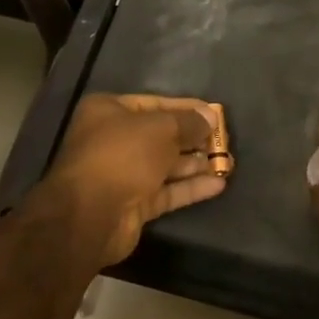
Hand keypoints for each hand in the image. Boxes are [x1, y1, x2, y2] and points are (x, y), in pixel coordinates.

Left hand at [37, 94, 226, 270]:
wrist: (90, 214)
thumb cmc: (123, 155)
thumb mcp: (160, 128)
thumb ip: (188, 122)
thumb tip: (210, 116)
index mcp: (108, 112)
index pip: (154, 103)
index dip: (186, 108)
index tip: (214, 113)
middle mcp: (113, 140)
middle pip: (160, 135)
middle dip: (193, 138)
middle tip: (224, 140)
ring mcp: (122, 174)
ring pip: (165, 165)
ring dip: (195, 164)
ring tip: (228, 162)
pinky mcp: (133, 204)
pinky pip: (166, 191)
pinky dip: (190, 187)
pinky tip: (219, 184)